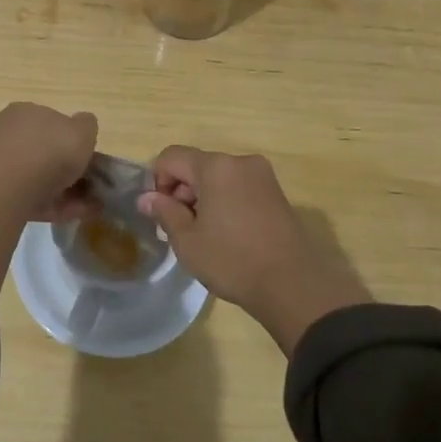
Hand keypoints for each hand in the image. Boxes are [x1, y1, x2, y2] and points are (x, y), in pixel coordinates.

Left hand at [0, 102, 98, 219]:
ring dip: (59, 192)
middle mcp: (5, 131)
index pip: (48, 124)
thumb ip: (86, 126)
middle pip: (38, 151)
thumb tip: (82, 125)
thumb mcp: (82, 131)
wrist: (9, 186)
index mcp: (25, 111)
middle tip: (83, 188)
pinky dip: (47, 206)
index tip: (84, 161)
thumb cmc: (49, 151)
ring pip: (32, 177)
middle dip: (61, 170)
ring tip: (81, 208)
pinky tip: (65, 215)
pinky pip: (26, 197)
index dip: (68, 142)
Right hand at [139, 147, 371, 354]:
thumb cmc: (233, 260)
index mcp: (215, 166)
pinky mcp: (276, 193)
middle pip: (197, 165)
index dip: (158, 181)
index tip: (162, 213)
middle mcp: (240, 161)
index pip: (171, 157)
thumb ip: (164, 212)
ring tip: (206, 235)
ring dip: (204, 197)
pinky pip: (239, 186)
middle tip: (181, 228)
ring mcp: (262, 176)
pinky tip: (229, 234)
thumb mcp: (188, 241)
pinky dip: (226, 201)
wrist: (294, 285)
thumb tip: (146, 198)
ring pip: (218, 176)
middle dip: (182, 191)